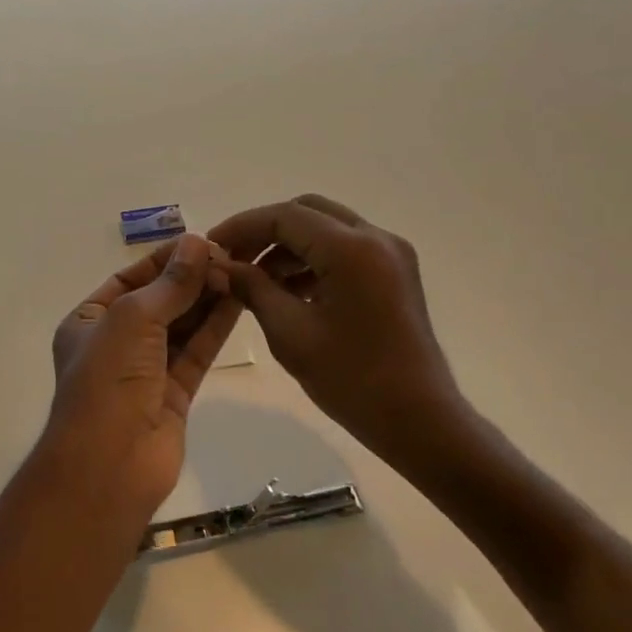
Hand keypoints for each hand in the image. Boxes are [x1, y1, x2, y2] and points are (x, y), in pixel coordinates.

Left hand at [45, 234, 240, 514]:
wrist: (109, 465)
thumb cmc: (107, 380)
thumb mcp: (132, 319)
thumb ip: (170, 283)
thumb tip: (197, 243)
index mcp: (89, 321)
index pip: (130, 279)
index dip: (164, 259)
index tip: (202, 241)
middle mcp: (115, 343)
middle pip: (158, 301)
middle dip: (190, 278)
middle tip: (229, 256)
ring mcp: (145, 371)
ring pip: (181, 326)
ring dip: (206, 299)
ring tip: (239, 271)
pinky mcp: (174, 394)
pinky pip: (196, 352)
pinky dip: (215, 328)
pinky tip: (238, 301)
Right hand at [208, 195, 461, 454]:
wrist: (419, 420)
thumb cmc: (352, 379)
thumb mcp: (290, 333)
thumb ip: (252, 289)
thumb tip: (221, 265)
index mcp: (351, 249)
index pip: (284, 216)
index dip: (242, 226)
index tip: (211, 247)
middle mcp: (376, 238)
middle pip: (307, 211)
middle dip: (265, 230)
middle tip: (233, 259)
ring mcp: (391, 254)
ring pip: (327, 228)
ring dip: (288, 245)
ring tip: (255, 280)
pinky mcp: (395, 272)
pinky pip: (346, 248)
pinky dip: (313, 259)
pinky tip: (288, 291)